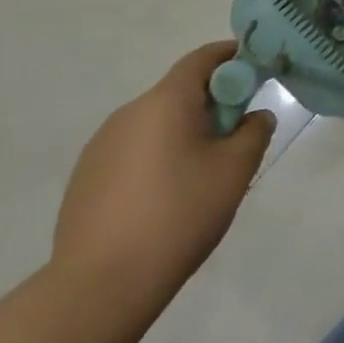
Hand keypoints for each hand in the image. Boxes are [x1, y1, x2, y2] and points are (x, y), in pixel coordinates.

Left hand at [51, 40, 274, 313]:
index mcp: (165, 102)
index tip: (257, 71)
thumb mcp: (235, 171)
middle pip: (179, 92)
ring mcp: (101, 145)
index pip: (203, 58)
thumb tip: (255, 116)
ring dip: (184, 133)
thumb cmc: (179, 215)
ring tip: (202, 176)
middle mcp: (128, 113)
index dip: (233, 57)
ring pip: (156, 124)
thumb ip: (254, 132)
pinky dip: (158, 158)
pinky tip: (166, 199)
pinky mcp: (86, 177)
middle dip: (213, 104)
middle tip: (238, 137)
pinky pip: (133, 151)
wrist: (102, 284)